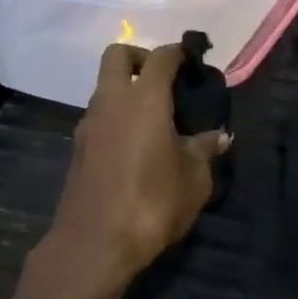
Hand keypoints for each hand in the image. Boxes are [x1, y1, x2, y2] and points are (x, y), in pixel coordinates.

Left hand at [44, 43, 230, 290]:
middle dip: (140, 58)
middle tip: (164, 81)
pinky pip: (99, 116)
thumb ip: (205, 150)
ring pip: (104, 87)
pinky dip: (116, 117)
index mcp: (144, 99)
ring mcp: (89, 124)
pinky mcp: (79, 148)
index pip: (160, 57)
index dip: (178, 53)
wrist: (94, 245)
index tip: (192, 61)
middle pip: (117, 55)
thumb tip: (219, 136)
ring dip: (126, 90)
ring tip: (155, 118)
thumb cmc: (152, 203)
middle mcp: (111, 101)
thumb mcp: (194, 179)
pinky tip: (136, 145)